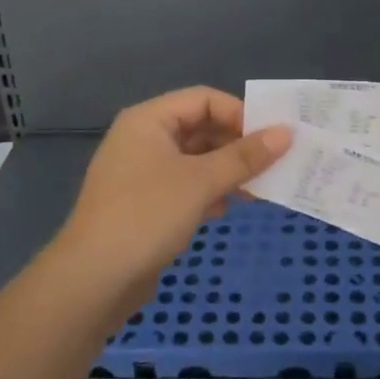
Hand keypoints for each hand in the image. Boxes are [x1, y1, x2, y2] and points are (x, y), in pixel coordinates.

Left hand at [53, 87, 291, 304]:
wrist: (93, 279)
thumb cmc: (147, 215)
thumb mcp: (201, 181)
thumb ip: (245, 156)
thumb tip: (286, 132)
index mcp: (149, 120)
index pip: (204, 99)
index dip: (240, 113)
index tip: (272, 138)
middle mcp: (143, 139)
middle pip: (200, 127)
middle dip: (237, 144)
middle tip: (273, 163)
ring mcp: (141, 172)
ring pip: (194, 159)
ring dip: (227, 170)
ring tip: (259, 188)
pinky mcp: (144, 203)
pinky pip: (185, 185)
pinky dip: (209, 191)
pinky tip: (227, 208)